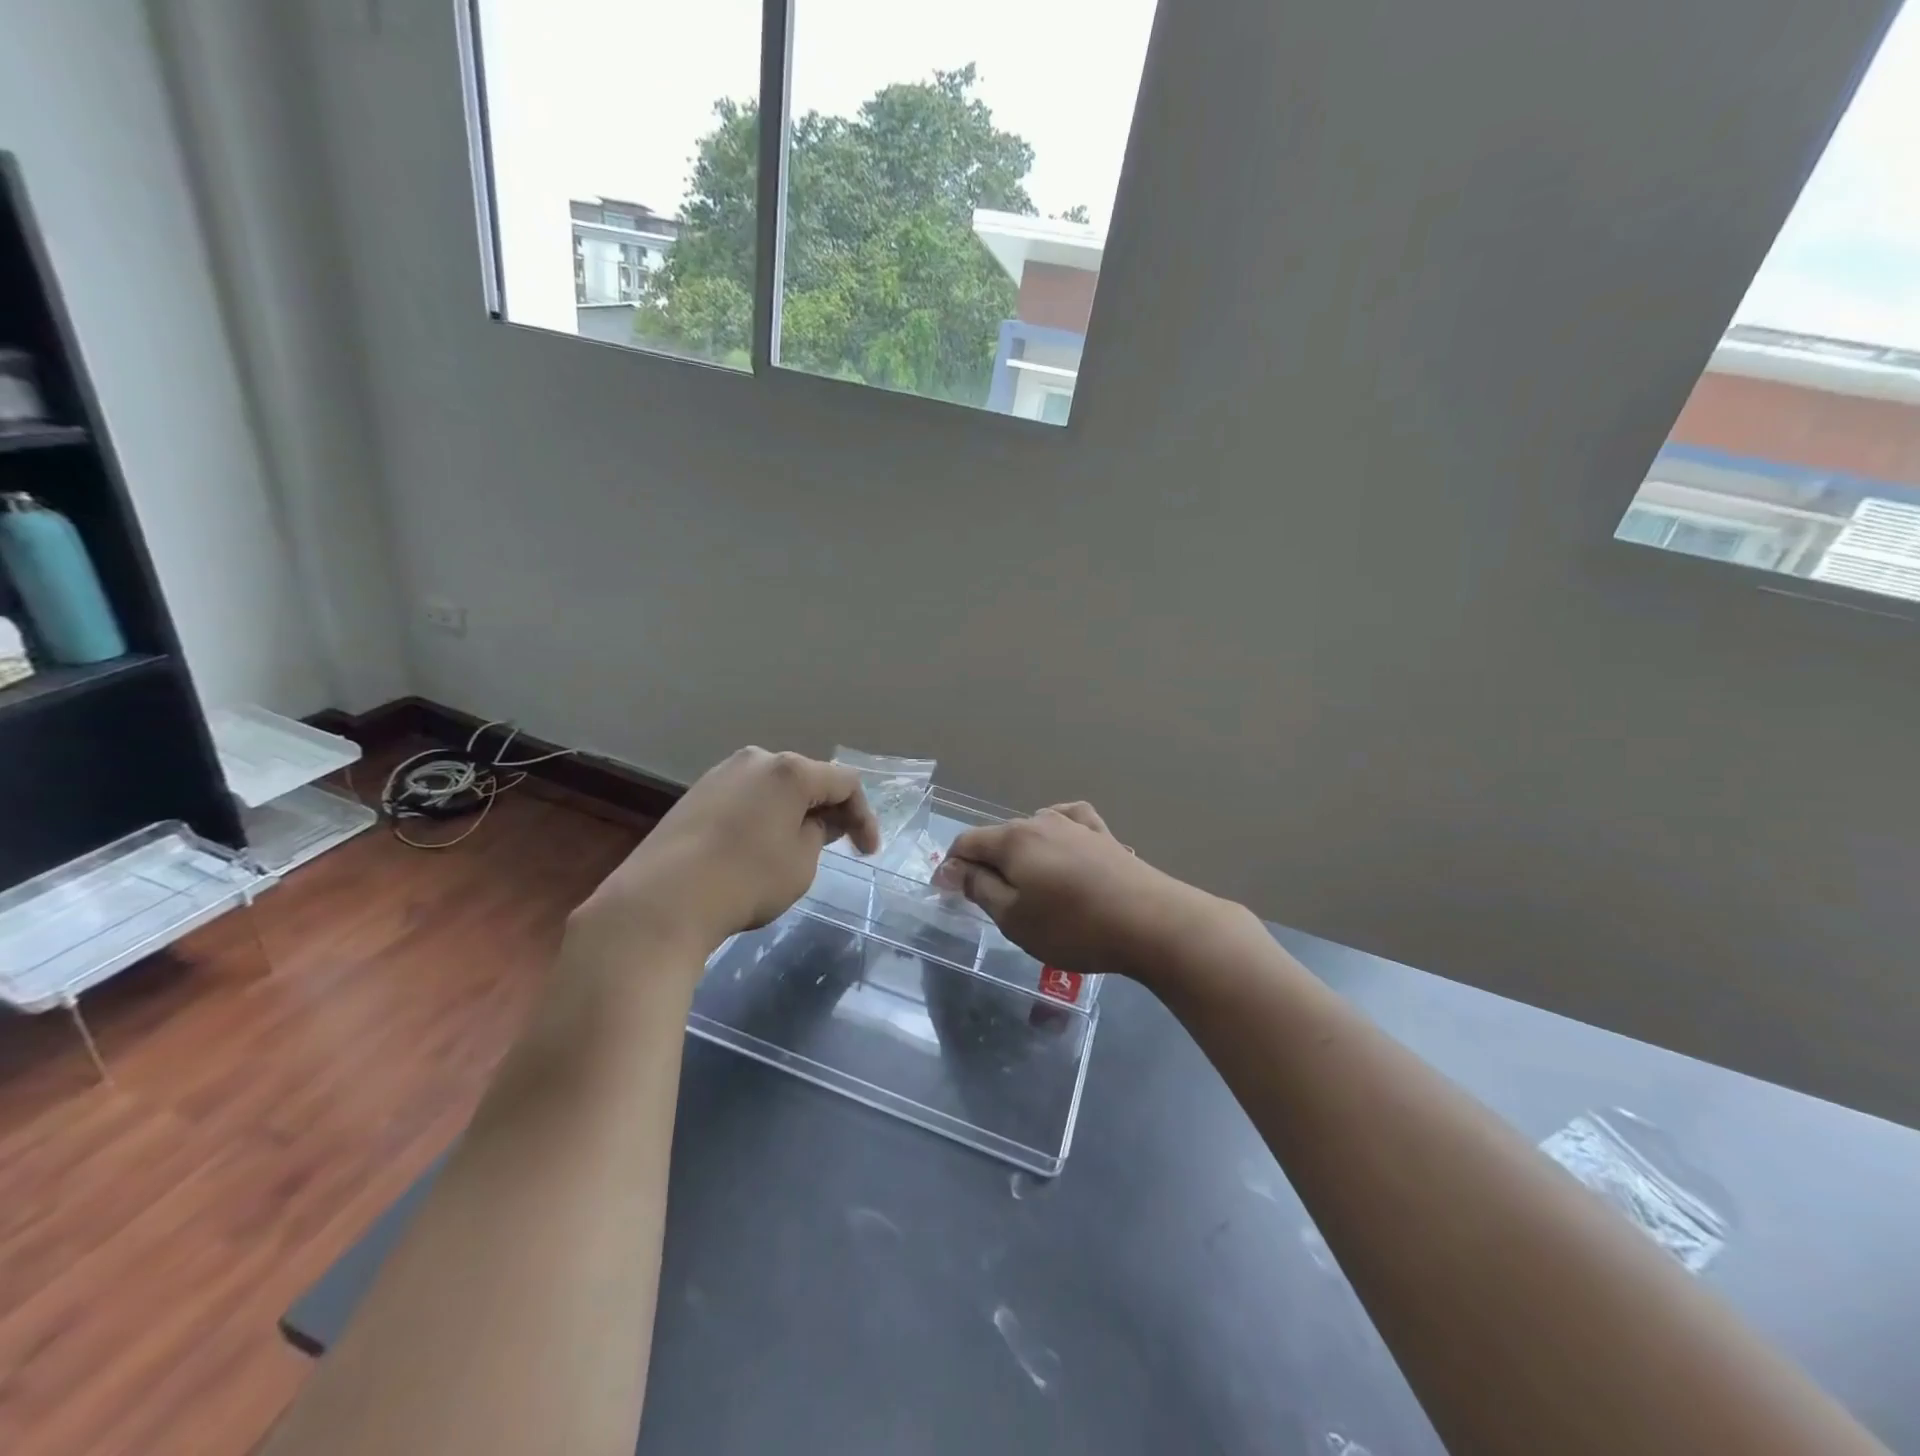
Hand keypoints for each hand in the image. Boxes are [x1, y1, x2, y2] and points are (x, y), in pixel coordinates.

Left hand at [577, 747, 880, 953]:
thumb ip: (817, 833)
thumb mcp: (802, 862)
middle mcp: (755, 760)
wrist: (662, 900)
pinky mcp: (694, 795)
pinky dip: (762, 817)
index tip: (868, 853)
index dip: (863, 817)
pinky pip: (744, 799)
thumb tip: (808, 821)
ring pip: (773, 788)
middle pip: (807, 779)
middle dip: (827, 809)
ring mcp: (720, 774)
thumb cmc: (747, 879)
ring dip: (793, 812)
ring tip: (798, 845)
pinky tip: (758, 846)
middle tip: (837, 843)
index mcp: (790, 770)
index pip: (844, 783)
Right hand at [935, 803, 1226, 985]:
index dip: (952, 867)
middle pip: (999, 836)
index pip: (967, 842)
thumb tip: (953, 867)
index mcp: (1013, 839)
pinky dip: (1055, 834)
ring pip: (1032, 831)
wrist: (1150, 922)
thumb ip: (979, 888)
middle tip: (990, 902)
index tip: (950, 896)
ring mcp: (1076, 825)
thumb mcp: (1014, 917)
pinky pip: (1068, 823)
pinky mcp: (1103, 836)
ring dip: (1020, 854)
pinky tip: (1061, 846)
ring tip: (1027, 885)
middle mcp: (1041, 821)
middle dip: (986, 863)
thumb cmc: (1073, 926)